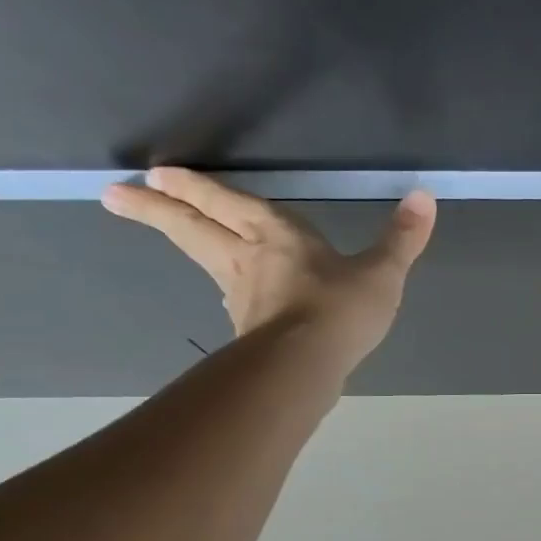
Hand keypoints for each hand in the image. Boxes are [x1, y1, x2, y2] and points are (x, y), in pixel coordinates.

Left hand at [102, 168, 434, 369]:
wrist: (307, 367)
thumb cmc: (340, 310)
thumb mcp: (382, 272)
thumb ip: (401, 238)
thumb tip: (425, 197)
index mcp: (277, 235)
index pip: (228, 203)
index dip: (197, 188)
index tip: (159, 173)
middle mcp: (249, 260)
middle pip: (195, 227)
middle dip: (157, 208)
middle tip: (116, 194)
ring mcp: (243, 297)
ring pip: (203, 259)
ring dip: (179, 240)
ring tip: (160, 227)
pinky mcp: (248, 329)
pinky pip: (229, 297)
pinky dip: (220, 285)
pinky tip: (226, 293)